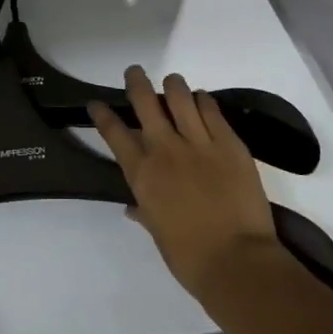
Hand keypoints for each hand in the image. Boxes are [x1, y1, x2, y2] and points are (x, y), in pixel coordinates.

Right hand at [89, 67, 276, 295]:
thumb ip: (145, 211)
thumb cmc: (189, 256)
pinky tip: (202, 100)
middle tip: (135, 73)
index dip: (102, 115)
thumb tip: (133, 207)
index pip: (115, 134)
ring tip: (172, 83)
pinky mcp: (229, 143)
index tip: (96, 104)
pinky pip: (212, 111)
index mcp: (142, 174)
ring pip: (180, 97)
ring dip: (173, 86)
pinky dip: (204, 101)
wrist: (236, 260)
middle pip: (145, 103)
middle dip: (136, 83)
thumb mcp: (157, 232)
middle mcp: (165, 150)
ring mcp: (198, 143)